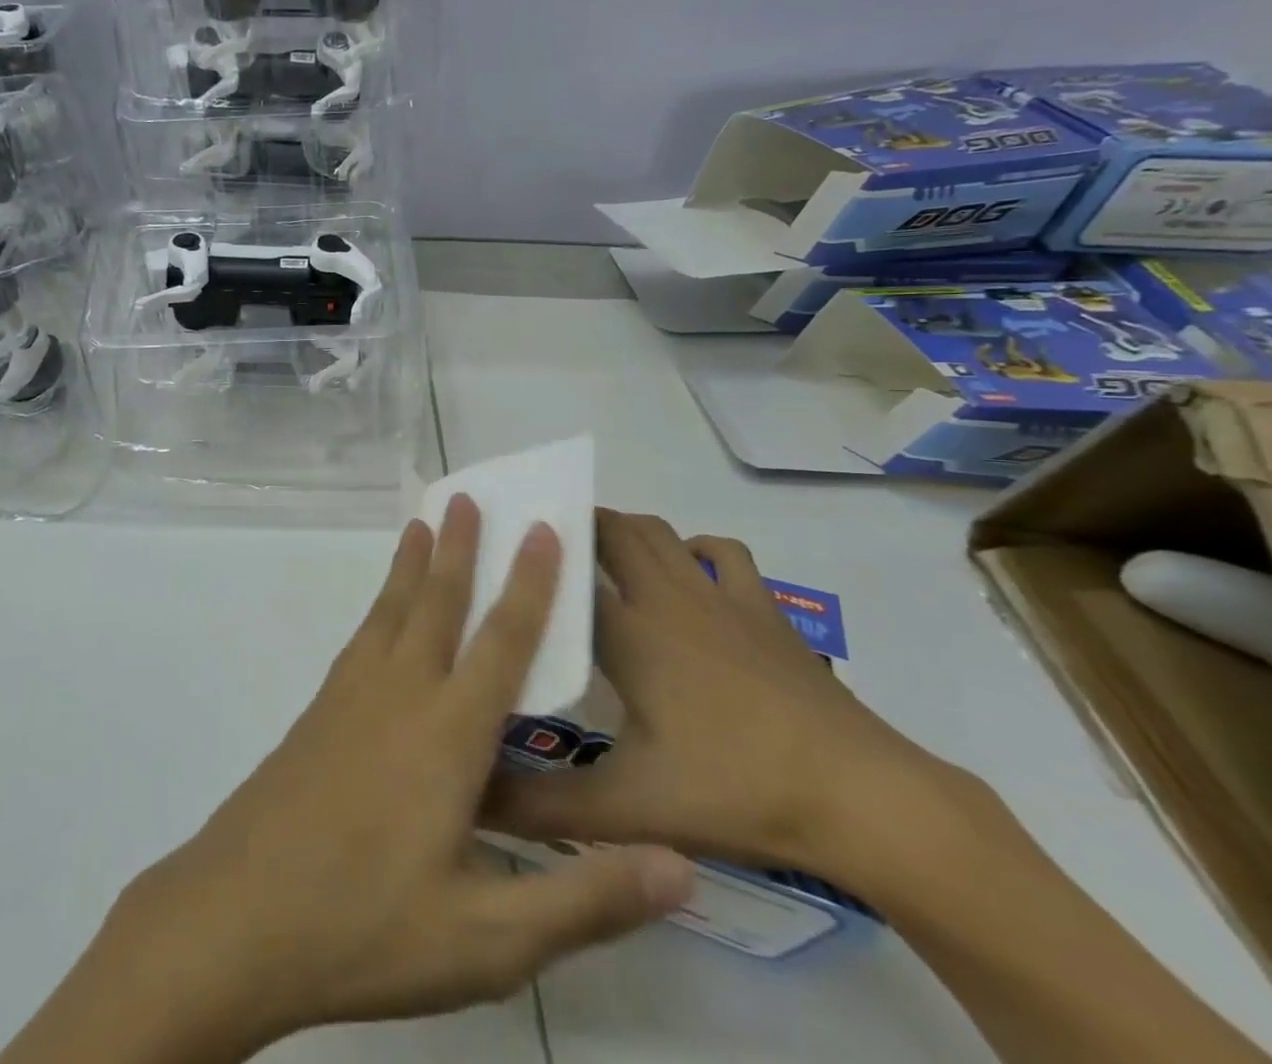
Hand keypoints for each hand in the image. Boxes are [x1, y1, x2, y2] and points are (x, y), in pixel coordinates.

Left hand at [64, 498, 694, 1060]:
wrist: (238, 917)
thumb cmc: (367, 928)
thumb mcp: (489, 940)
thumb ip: (584, 899)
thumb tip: (680, 865)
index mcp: (448, 736)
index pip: (502, 642)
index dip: (529, 584)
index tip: (543, 529)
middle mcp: (400, 696)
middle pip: (437, 603)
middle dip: (460, 547)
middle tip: (468, 494)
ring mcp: (350, 698)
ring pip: (391, 610)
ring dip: (412, 564)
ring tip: (422, 523)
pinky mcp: (318, 713)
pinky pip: (361, 637)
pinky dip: (379, 605)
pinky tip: (381, 613)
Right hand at [483, 510, 946, 879]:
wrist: (863, 798)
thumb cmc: (736, 790)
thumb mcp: (628, 808)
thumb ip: (544, 806)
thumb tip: (469, 801)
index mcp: (630, 634)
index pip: (566, 574)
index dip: (532, 559)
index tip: (503, 553)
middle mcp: (668, 599)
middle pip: (614, 531)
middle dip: (578, 526)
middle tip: (544, 550)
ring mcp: (721, 598)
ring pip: (662, 533)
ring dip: (627, 530)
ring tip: (600, 554)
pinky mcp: (765, 611)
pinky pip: (724, 553)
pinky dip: (695, 547)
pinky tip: (687, 571)